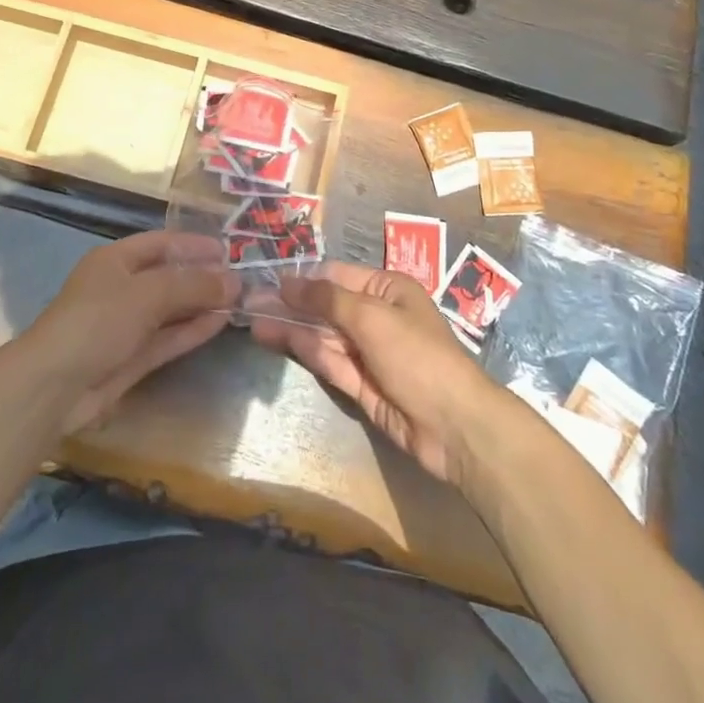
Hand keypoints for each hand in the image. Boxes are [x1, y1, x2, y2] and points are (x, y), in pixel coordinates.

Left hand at [16, 230, 238, 434]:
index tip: (228, 250)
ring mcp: (126, 325)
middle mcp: (121, 288)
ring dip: (201, 304)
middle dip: (202, 277)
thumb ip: (192, 285)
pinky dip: (192, 330)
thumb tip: (233, 281)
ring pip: (171, 309)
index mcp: (115, 260)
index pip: (160, 244)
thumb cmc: (98, 321)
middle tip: (241, 279)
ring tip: (239, 301)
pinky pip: (168, 337)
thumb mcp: (147, 293)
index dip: (193, 245)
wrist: (56, 385)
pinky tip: (220, 323)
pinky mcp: (132, 358)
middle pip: (168, 276)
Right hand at [250, 262, 503, 484]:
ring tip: (252, 321)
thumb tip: (289, 282)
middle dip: (290, 304)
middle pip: (326, 306)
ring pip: (322, 335)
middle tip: (249, 302)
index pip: (336, 276)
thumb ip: (327, 299)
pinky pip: (329, 362)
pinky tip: (276, 339)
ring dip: (290, 328)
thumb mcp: (371, 317)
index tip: (267, 280)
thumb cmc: (416, 355)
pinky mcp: (361, 385)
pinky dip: (304, 351)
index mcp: (387, 289)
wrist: (454, 426)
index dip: (302, 278)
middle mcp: (376, 316)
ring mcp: (368, 352)